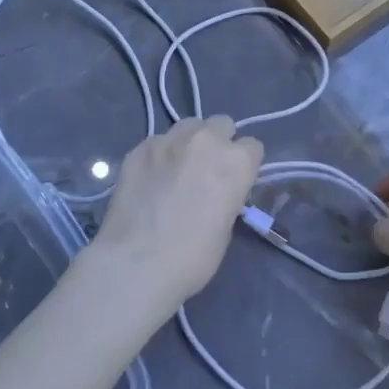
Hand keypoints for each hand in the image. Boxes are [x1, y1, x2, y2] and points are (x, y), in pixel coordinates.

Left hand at [88, 116, 263, 316]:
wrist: (136, 264)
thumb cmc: (193, 257)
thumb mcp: (226, 227)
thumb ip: (227, 195)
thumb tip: (217, 191)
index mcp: (236, 162)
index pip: (253, 147)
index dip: (245, 164)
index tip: (236, 181)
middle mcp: (205, 141)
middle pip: (222, 124)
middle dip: (220, 142)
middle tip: (208, 170)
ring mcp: (168, 140)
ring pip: (189, 126)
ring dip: (190, 142)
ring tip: (179, 168)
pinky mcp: (139, 148)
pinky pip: (158, 141)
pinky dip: (161, 155)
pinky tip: (151, 178)